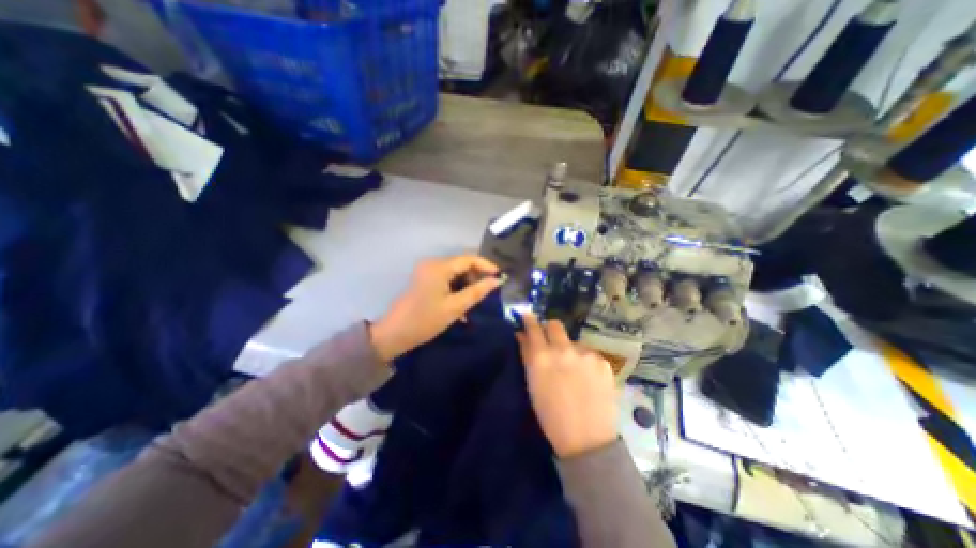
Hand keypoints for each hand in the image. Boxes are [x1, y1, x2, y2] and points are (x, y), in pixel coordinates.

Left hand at [370, 255, 498, 364]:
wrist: (394, 334)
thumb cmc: (425, 321)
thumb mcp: (455, 307)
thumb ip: (477, 292)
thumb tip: (497, 281)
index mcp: (439, 267)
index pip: (469, 258)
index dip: (487, 265)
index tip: (500, 277)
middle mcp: (432, 263)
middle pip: (462, 264)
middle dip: (477, 275)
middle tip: (490, 290)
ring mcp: (426, 270)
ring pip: (455, 272)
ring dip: (467, 283)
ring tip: (477, 299)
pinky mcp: (424, 279)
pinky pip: (446, 278)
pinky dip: (457, 287)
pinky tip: (462, 302)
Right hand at [517, 312, 615, 458]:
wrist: (587, 440)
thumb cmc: (551, 416)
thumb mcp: (532, 385)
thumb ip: (527, 355)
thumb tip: (522, 334)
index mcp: (541, 357)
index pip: (533, 327)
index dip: (529, 319)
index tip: (527, 315)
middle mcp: (563, 349)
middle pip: (555, 325)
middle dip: (550, 330)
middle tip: (551, 344)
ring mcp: (585, 354)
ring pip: (573, 341)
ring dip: (570, 349)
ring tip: (573, 370)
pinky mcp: (602, 361)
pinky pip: (589, 353)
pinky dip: (585, 361)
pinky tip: (587, 378)